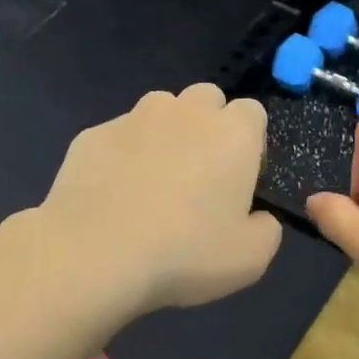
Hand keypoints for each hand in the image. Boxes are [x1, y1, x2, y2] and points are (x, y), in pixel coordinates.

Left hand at [39, 84, 281, 314]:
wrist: (94, 255)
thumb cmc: (185, 254)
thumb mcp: (251, 259)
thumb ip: (266, 229)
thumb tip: (258, 217)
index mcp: (232, 134)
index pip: (253, 113)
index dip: (250, 143)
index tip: (240, 179)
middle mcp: (185, 112)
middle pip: (207, 99)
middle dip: (208, 126)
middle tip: (199, 177)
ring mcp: (134, 118)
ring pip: (160, 111)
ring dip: (165, 135)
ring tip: (153, 184)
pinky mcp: (92, 135)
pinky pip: (119, 137)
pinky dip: (123, 157)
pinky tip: (114, 197)